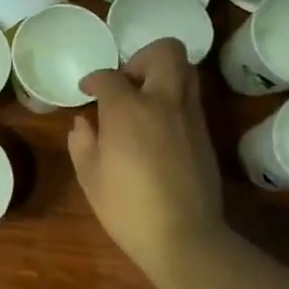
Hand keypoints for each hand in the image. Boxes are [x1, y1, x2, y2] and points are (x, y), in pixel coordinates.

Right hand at [68, 38, 226, 285]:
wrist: (183, 236)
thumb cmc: (126, 207)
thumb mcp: (89, 176)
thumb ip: (83, 142)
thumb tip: (84, 123)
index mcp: (128, 109)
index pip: (110, 76)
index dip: (94, 80)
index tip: (87, 91)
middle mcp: (163, 102)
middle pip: (165, 52)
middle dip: (143, 57)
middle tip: (128, 82)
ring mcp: (189, 117)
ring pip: (186, 71)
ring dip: (164, 75)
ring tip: (145, 100)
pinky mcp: (205, 135)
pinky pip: (191, 100)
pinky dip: (174, 101)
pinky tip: (158, 127)